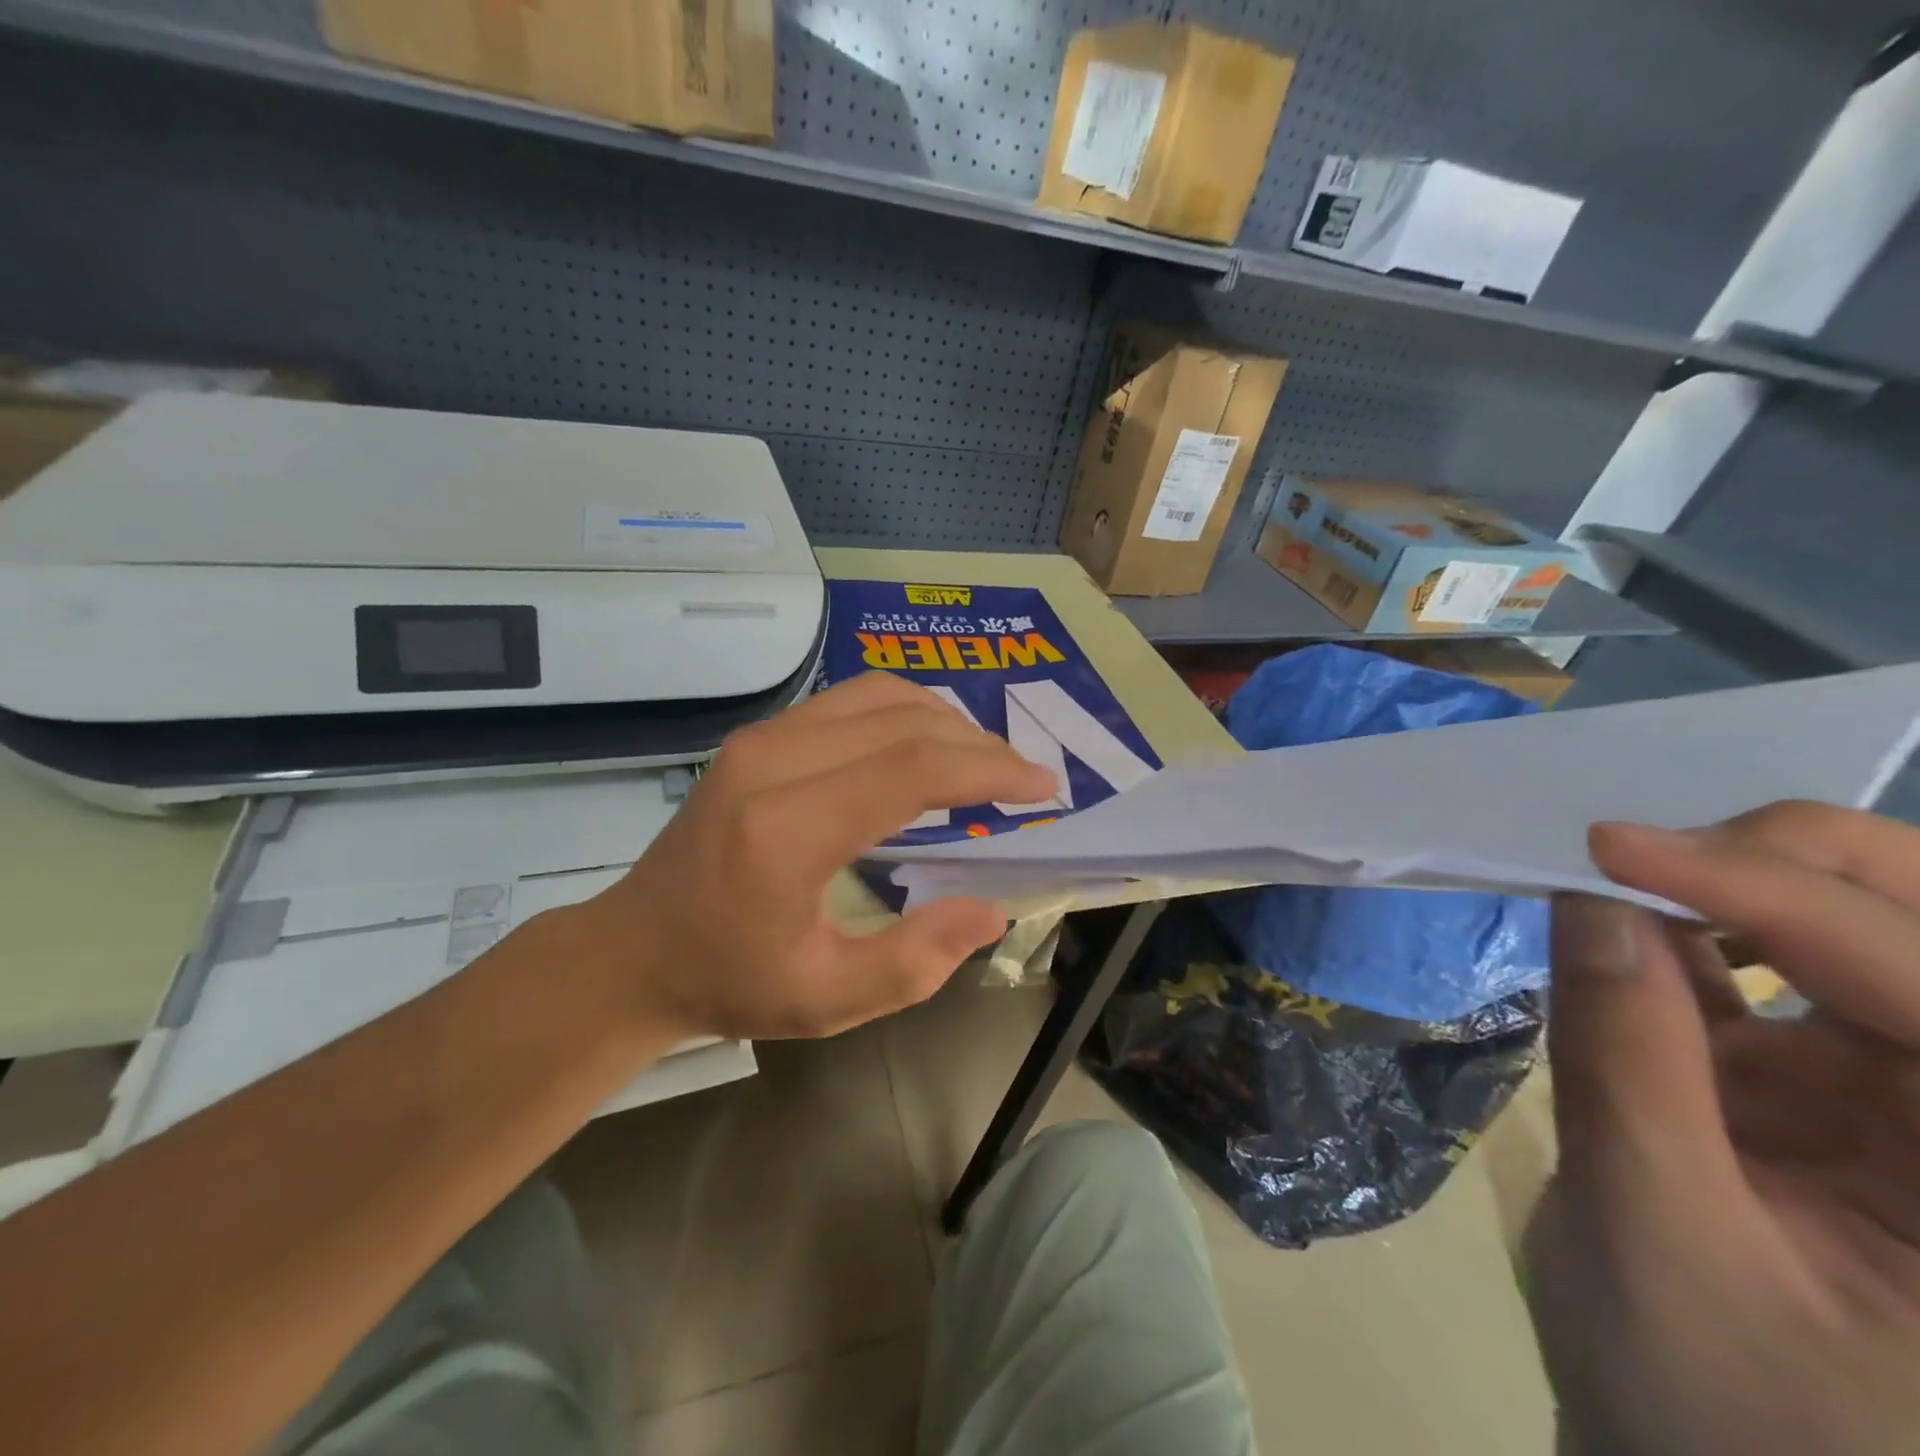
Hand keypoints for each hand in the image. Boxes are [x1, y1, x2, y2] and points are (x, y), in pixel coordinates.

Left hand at [568, 672, 1054, 1042]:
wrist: (635, 949)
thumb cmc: (730, 981)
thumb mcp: (827, 1000)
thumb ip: (915, 961)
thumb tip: (989, 909)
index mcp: (787, 831)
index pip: (911, 769)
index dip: (988, 770)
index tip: (1042, 786)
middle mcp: (771, 762)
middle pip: (903, 723)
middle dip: (979, 745)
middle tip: (1024, 779)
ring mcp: (760, 738)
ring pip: (879, 695)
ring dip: (946, 720)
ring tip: (985, 761)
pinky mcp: (759, 735)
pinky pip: (849, 699)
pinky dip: (905, 712)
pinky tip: (929, 744)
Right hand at [1526, 802, 1919, 1455]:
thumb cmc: (1716, 1413)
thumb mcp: (1658, 1238)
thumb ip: (1625, 1063)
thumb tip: (1588, 905)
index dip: (1772, 897)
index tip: (1609, 847)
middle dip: (1805, 864)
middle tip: (1651, 845)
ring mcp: (1918, 1105)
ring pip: (1871, 940)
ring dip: (1749, 890)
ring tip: (1626, 879)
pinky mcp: (1844, 1095)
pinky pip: (1784, 983)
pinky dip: (1697, 940)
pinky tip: (1626, 937)